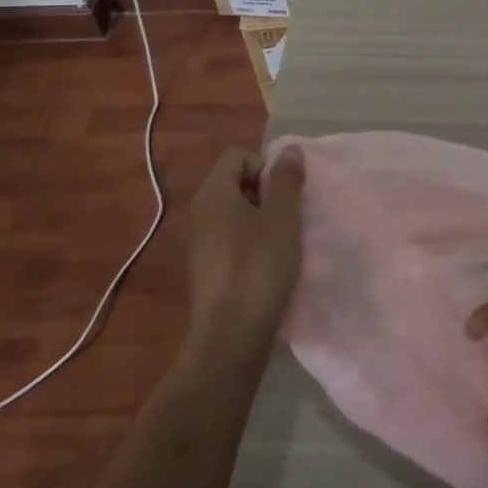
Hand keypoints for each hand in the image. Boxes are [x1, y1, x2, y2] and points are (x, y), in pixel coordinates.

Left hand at [186, 145, 305, 355]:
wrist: (231, 337)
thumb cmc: (259, 267)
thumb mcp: (282, 217)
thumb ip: (286, 179)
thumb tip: (288, 150)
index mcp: (213, 194)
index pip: (238, 155)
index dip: (265, 167)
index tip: (283, 196)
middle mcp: (199, 212)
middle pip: (236, 182)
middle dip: (266, 194)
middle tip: (287, 219)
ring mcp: (199, 242)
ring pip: (236, 213)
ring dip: (262, 220)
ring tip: (282, 244)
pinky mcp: (206, 268)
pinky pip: (231, 238)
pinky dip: (251, 244)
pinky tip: (268, 267)